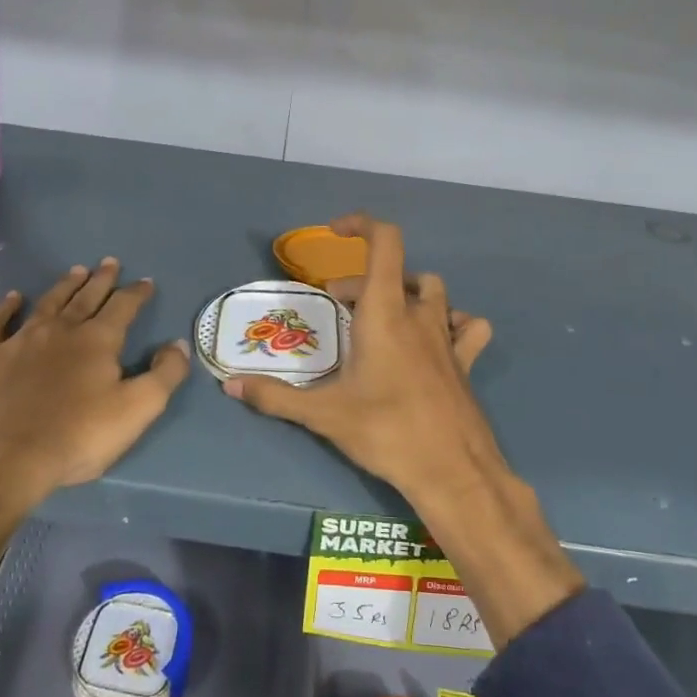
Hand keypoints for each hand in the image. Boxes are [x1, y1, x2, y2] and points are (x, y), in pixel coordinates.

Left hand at [0, 259, 189, 627]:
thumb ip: (165, 374)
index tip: (146, 281)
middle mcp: (60, 330)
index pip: (124, 306)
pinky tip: (12, 299)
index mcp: (98, 340)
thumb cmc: (77, 437)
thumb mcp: (137, 410)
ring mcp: (20, 340)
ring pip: (48, 302)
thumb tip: (179, 344)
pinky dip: (4, 307)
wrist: (2, 459)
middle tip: (110, 262)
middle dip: (102, 279)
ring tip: (76, 271)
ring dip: (64, 286)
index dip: (137, 293)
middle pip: (86, 297)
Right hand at [224, 215, 582, 647]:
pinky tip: (435, 340)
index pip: (385, 242)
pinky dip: (452, 321)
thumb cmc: (386, 431)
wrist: (453, 472)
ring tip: (381, 318)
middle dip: (361, 281)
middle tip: (335, 310)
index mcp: (385, 312)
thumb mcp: (323, 414)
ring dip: (406, 292)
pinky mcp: (466, 362)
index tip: (335, 232)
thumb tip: (230, 385)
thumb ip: (274, 396)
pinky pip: (466, 326)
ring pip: (433, 292)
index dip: (362, 224)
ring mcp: (447, 337)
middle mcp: (419, 314)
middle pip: (396, 271)